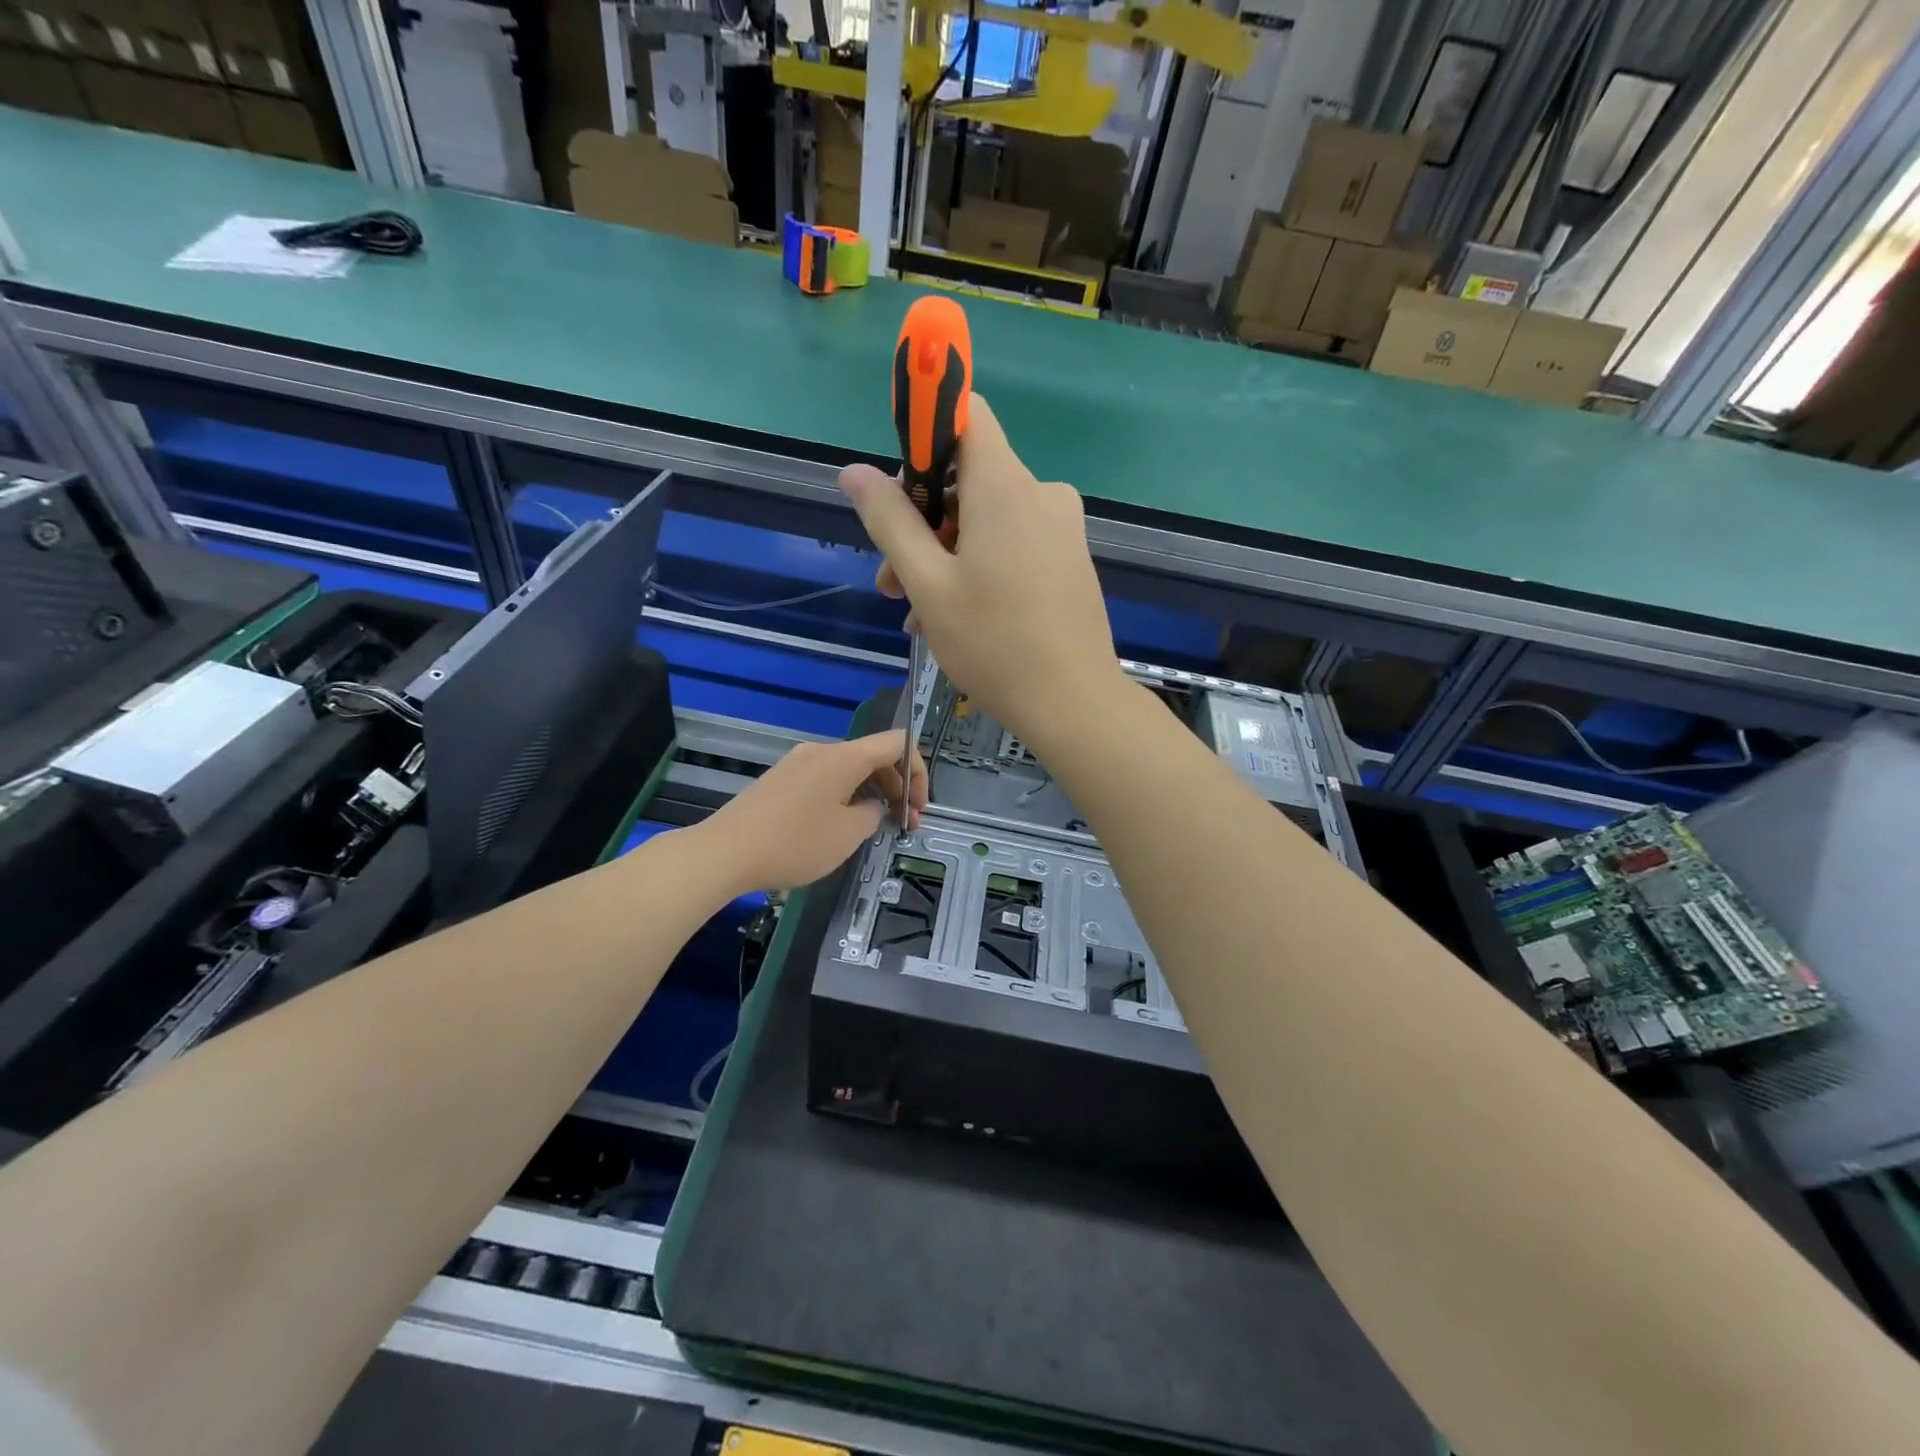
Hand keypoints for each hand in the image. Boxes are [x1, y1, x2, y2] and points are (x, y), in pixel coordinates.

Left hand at [695, 731, 927, 891]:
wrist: (725, 852)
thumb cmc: (795, 842)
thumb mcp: (848, 834)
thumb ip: (873, 814)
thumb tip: (870, 806)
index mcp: (845, 757)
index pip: (898, 742)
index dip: (919, 771)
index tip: (918, 807)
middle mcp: (822, 751)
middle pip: (874, 757)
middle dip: (897, 788)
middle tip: (904, 825)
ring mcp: (797, 763)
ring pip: (849, 770)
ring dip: (871, 794)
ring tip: (874, 830)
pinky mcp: (780, 780)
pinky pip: (825, 780)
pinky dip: (845, 797)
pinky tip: (839, 828)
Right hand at [839, 395, 1122, 750]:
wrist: (1074, 703)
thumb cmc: (993, 642)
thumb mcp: (927, 583)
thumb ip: (890, 521)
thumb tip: (854, 471)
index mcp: (1005, 485)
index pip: (965, 414)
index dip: (924, 433)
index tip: (898, 485)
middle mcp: (1040, 493)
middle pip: (969, 478)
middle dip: (922, 522)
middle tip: (891, 583)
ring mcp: (1061, 528)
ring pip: (987, 520)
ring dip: (944, 556)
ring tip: (916, 614)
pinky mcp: (1069, 559)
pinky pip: (1013, 544)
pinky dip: (978, 567)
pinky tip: (955, 618)